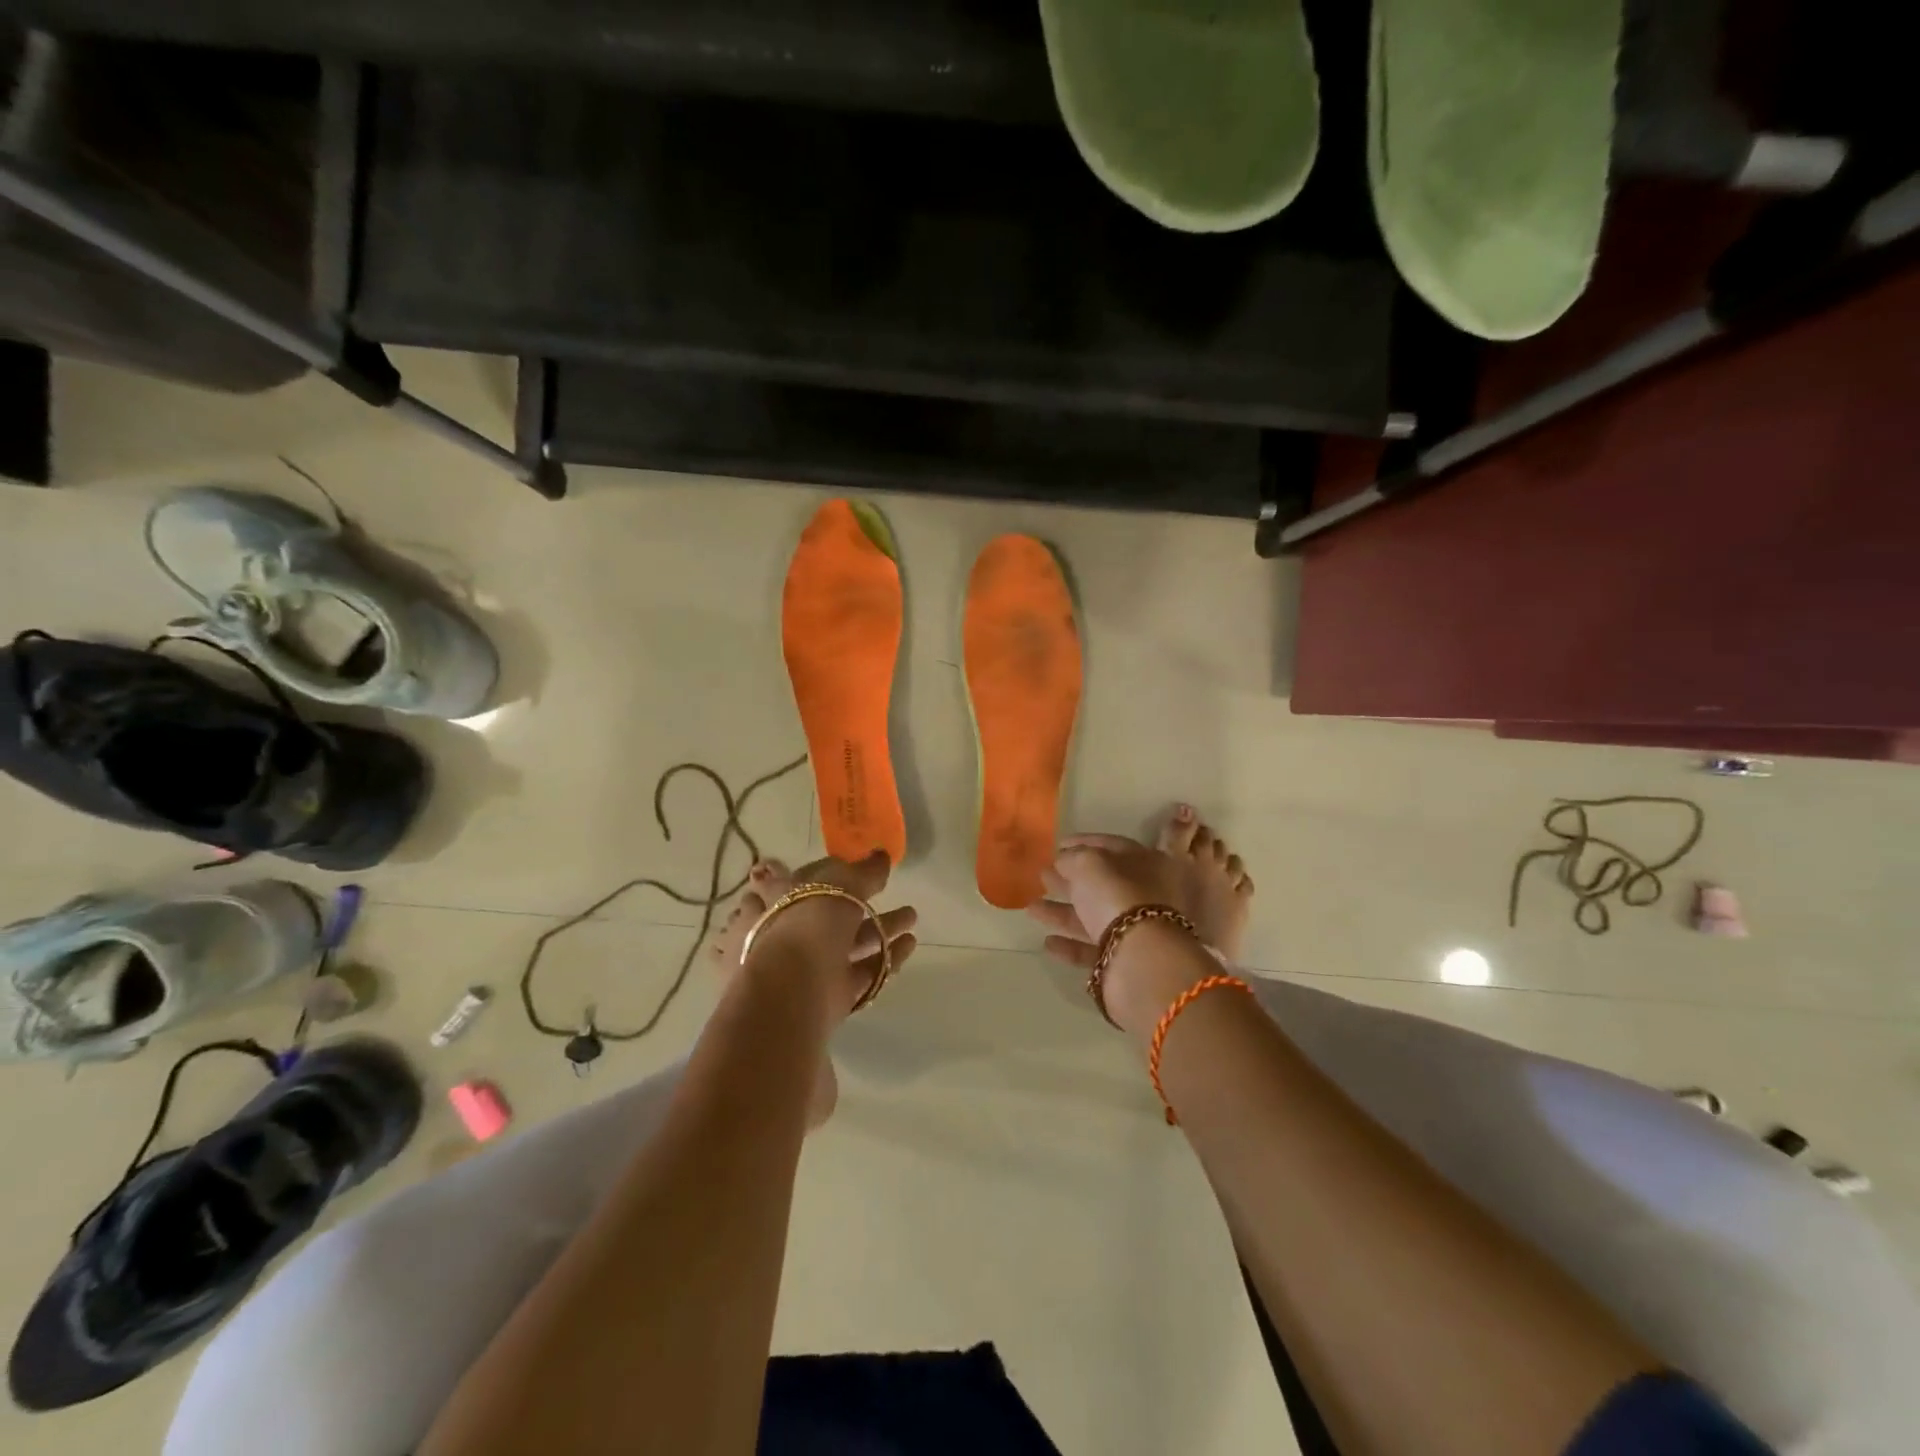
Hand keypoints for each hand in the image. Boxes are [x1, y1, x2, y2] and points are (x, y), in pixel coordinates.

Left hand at [743, 851, 917, 1018]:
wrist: (794, 990)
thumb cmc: (807, 923)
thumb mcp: (838, 883)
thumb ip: (863, 871)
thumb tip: (881, 856)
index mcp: (777, 900)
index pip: (796, 879)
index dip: (822, 871)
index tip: (849, 864)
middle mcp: (789, 932)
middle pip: (829, 913)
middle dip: (861, 901)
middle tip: (888, 888)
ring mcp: (810, 965)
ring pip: (850, 943)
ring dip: (881, 928)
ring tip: (912, 915)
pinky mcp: (831, 993)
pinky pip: (864, 971)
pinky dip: (887, 956)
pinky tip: (910, 943)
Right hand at [1024, 834, 1190, 969]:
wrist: (1141, 961)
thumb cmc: (1117, 896)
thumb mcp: (1089, 863)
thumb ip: (1073, 857)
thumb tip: (1063, 860)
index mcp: (1150, 864)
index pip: (1114, 846)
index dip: (1084, 842)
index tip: (1057, 845)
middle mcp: (1149, 896)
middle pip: (1104, 884)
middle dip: (1071, 879)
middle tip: (1043, 875)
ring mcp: (1139, 931)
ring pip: (1096, 917)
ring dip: (1063, 912)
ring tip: (1032, 908)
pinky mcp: (1125, 962)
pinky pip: (1094, 949)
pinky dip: (1071, 945)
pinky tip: (1048, 943)